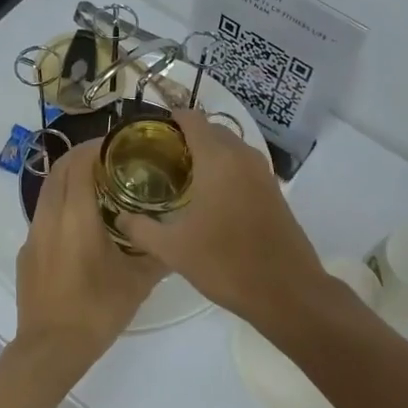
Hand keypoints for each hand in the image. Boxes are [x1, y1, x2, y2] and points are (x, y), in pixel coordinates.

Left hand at [15, 143, 165, 369]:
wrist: (50, 349)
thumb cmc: (97, 310)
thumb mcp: (138, 282)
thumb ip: (160, 254)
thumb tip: (179, 236)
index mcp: (76, 216)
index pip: (79, 162)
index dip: (96, 147)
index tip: (119, 145)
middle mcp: (50, 216)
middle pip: (59, 169)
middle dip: (81, 157)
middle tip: (111, 160)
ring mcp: (33, 234)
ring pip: (48, 190)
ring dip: (69, 179)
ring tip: (98, 187)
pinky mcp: (27, 252)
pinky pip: (43, 214)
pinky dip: (61, 204)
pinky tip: (81, 225)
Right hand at [115, 111, 323, 328]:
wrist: (286, 290)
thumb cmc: (226, 262)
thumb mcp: (173, 249)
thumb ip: (141, 229)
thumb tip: (120, 217)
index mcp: (217, 158)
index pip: (191, 118)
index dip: (168, 120)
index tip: (148, 136)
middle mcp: (242, 156)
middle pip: (211, 129)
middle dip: (186, 137)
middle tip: (159, 159)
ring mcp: (262, 172)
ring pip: (230, 147)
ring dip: (208, 153)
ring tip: (180, 178)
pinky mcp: (273, 190)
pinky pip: (243, 165)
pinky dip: (225, 169)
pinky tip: (209, 197)